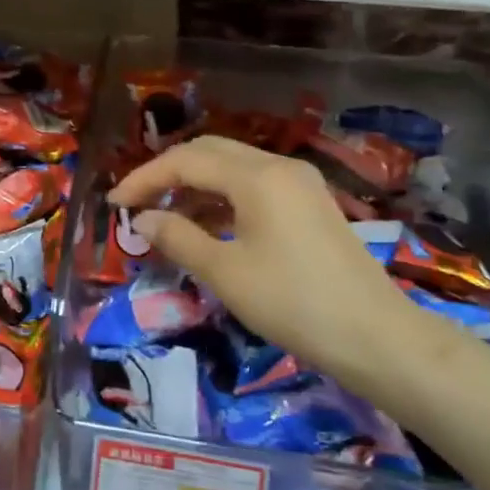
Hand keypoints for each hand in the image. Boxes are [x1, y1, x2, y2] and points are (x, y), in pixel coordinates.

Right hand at [108, 135, 462, 400]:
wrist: (375, 336)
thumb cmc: (293, 303)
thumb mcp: (225, 273)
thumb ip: (178, 237)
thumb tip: (144, 219)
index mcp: (257, 176)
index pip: (186, 161)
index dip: (145, 178)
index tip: (115, 204)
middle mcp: (278, 167)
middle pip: (209, 152)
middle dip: (168, 173)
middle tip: (138, 203)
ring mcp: (299, 183)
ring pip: (233, 167)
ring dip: (195, 185)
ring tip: (166, 218)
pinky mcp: (310, 204)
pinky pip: (254, 185)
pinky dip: (223, 198)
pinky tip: (207, 225)